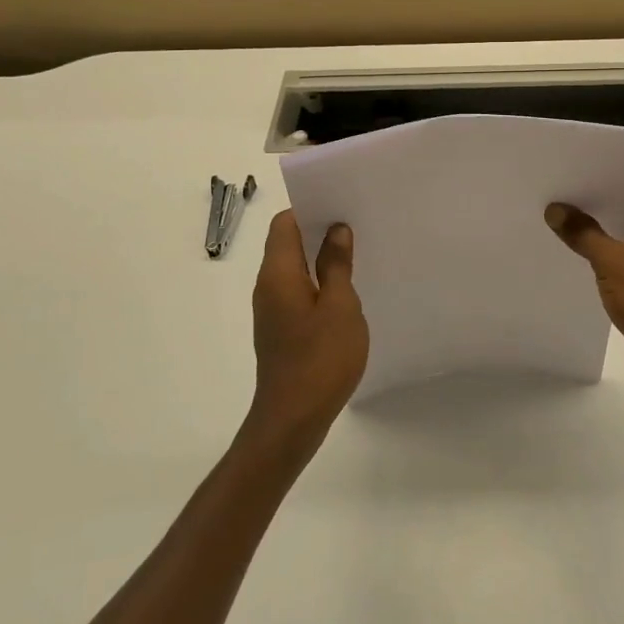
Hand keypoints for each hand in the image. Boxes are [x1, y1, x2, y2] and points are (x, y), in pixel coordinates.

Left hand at [249, 211, 369, 446]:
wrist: (292, 419)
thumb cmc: (320, 358)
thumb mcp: (340, 306)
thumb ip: (337, 264)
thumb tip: (335, 229)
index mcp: (278, 273)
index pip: (284, 223)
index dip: (310, 208)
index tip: (341, 204)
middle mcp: (268, 286)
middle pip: (287, 242)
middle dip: (318, 230)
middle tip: (356, 225)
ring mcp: (271, 309)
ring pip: (293, 268)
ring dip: (320, 257)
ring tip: (356, 254)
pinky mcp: (280, 329)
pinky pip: (297, 290)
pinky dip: (317, 281)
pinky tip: (345, 291)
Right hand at [545, 172, 623, 392]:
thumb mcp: (612, 262)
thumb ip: (582, 232)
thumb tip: (555, 209)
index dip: (602, 166)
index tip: (568, 161)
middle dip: (592, 194)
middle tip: (553, 184)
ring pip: (623, 226)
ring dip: (595, 222)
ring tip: (555, 212)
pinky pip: (623, 250)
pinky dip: (601, 246)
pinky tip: (572, 246)